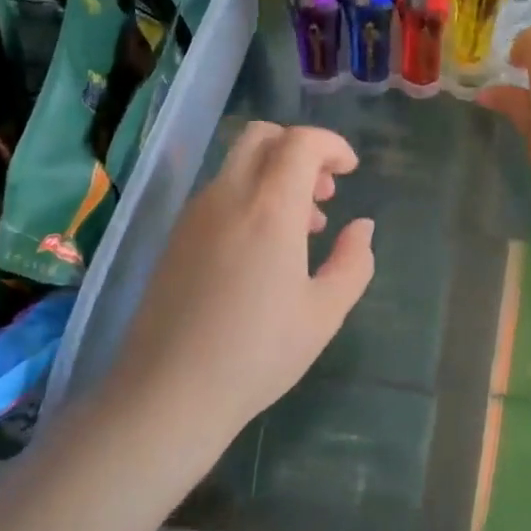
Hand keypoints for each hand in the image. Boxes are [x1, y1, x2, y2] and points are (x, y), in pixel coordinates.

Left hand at [106, 123, 374, 432]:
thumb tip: (361, 227)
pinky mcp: (176, 237)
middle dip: (300, 150)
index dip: (331, 145)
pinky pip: (219, 193)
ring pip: (238, 165)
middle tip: (324, 192)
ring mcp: (195, 215)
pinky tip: (263, 249)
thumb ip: (353, 262)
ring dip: (275, 176)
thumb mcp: (324, 313)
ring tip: (302, 228)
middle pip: (262, 137)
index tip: (350, 170)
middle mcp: (227, 196)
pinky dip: (249, 196)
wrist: (170, 392)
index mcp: (269, 208)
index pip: (300, 142)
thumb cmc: (258, 353)